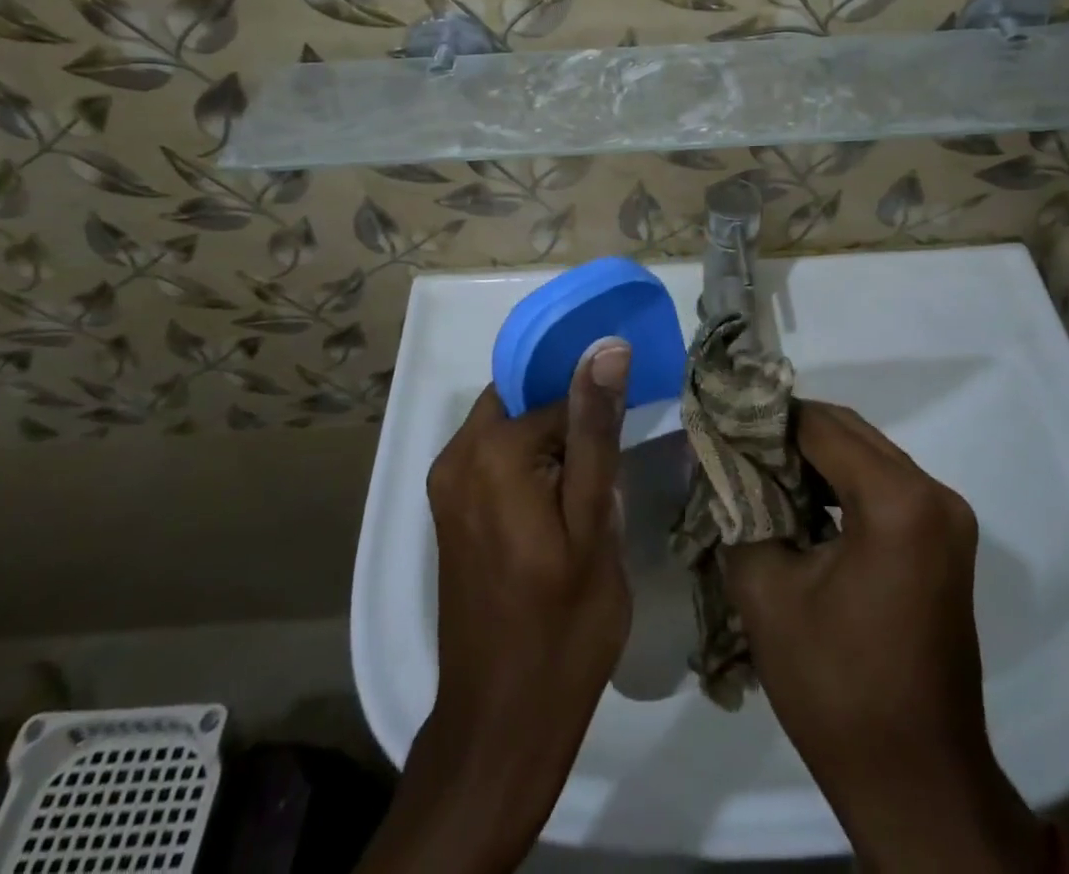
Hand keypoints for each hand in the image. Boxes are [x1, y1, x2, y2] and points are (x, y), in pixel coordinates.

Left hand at [357, 341, 632, 873]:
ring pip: (511, 430)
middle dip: (568, 424)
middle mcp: (456, 455)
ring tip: (590, 493)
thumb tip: (605, 347)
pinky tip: (560, 510)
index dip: (596, 418)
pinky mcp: (450, 512)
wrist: (502, 722)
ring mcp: (447, 485)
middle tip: (607, 473)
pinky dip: (529, 467)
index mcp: (490, 450)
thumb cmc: (562, 623)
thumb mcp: (593, 522)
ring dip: (551, 446)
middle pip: (525, 403)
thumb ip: (595, 429)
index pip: (558, 395)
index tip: (621, 454)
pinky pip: (495, 459)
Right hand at [723, 402, 1048, 872]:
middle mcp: (933, 493)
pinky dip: (842, 482)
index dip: (765, 420)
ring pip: (868, 454)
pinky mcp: (945, 538)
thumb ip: (739, 509)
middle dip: (789, 433)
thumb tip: (719, 463)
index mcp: (897, 501)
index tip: (720, 424)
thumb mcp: (766, 591)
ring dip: (815, 456)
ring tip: (760, 472)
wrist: (917, 781)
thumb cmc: (836, 688)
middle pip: (849, 431)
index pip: (819, 425)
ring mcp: (947, 516)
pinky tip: (802, 503)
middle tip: (735, 446)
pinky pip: (886, 484)